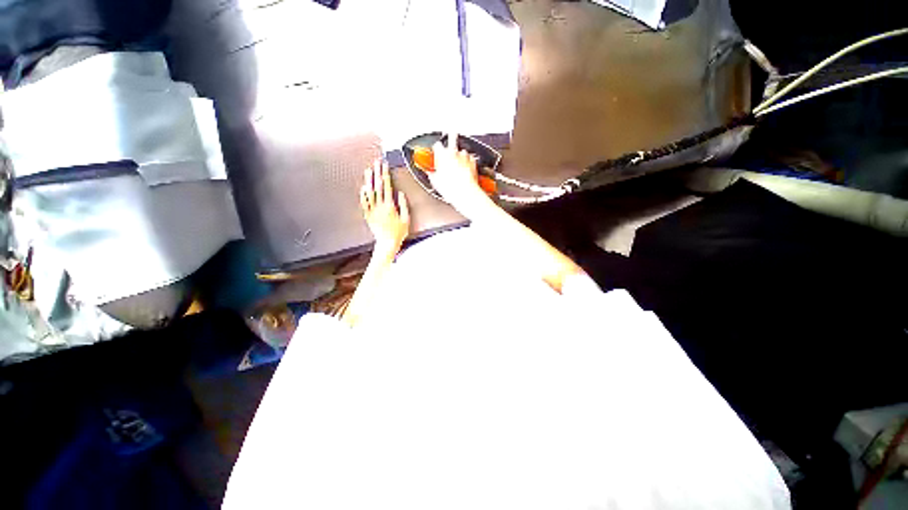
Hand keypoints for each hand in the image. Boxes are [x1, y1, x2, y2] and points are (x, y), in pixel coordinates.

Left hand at [360, 159, 409, 256]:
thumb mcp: (406, 219)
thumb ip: (404, 205)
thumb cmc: (398, 233)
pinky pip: (364, 202)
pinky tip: (363, 187)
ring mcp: (372, 210)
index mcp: (390, 206)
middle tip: (376, 162)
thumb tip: (401, 194)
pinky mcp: (368, 215)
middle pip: (377, 185)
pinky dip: (363, 194)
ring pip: (369, 192)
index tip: (385, 166)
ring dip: (369, 180)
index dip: (386, 174)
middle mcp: (380, 206)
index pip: (387, 186)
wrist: (387, 243)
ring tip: (369, 170)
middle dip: (377, 172)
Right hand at [429, 133, 489, 216]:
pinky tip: (464, 171)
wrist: (465, 193)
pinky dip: (467, 163)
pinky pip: (469, 159)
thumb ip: (432, 173)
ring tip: (457, 169)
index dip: (436, 151)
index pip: (437, 145)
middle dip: (449, 149)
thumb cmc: (451, 188)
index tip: (436, 155)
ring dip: (458, 158)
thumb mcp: (435, 182)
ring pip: (461, 152)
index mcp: (442, 155)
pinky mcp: (473, 162)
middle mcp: (454, 152)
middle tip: (447, 159)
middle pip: (450, 143)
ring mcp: (464, 156)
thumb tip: (431, 173)